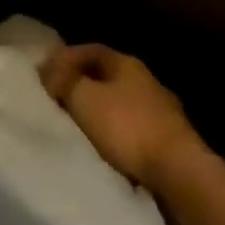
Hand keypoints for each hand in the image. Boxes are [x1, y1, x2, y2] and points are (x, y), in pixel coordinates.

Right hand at [41, 44, 202, 186]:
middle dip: (82, 85)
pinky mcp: (170, 143)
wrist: (180, 175)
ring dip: (100, 111)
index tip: (44, 73)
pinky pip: (133, 130)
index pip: (89, 50)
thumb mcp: (83, 97)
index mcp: (127, 63)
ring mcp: (163, 112)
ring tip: (78, 125)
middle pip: (106, 76)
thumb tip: (48, 72)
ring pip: (121, 104)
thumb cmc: (127, 126)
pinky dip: (116, 134)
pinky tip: (105, 146)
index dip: (65, 58)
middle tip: (58, 98)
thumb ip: (63, 80)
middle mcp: (147, 81)